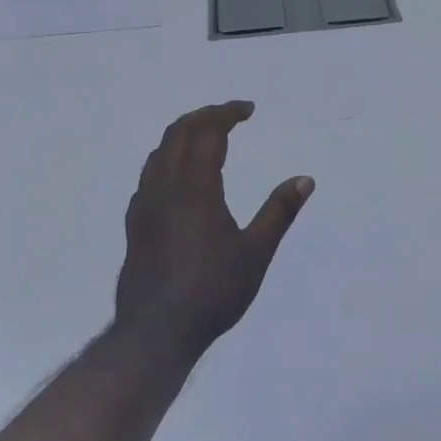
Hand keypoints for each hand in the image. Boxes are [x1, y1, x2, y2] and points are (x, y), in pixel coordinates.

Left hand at [114, 101, 313, 365]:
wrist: (155, 331)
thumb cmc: (212, 290)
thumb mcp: (256, 253)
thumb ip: (280, 212)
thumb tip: (305, 179)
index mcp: (195, 187)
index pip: (209, 133)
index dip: (228, 114)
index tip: (248, 109)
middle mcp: (164, 186)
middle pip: (178, 133)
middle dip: (204, 116)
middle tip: (230, 115)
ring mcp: (144, 204)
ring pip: (159, 152)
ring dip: (183, 135)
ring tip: (206, 137)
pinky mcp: (135, 224)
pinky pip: (149, 175)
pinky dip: (167, 159)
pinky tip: (179, 179)